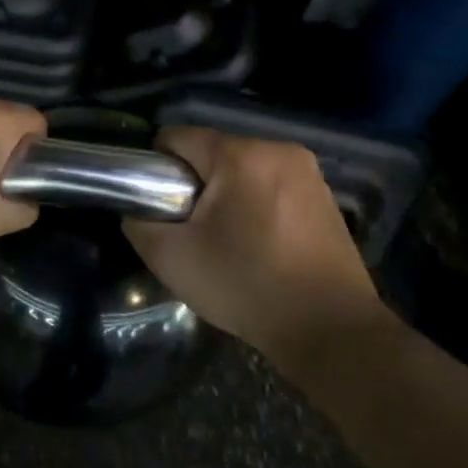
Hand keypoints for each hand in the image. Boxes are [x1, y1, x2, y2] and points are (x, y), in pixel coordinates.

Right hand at [123, 126, 393, 366]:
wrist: (331, 330)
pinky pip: (272, 186)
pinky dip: (256, 205)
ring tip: (225, 241)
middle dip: (194, 184)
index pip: (177, 137)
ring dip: (226, 195)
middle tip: (190, 230)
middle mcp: (278, 150)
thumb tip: (137, 210)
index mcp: (240, 155)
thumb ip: (140, 224)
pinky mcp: (326, 197)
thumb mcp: (172, 259)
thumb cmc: (247, 286)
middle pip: (212, 153)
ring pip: (243, 170)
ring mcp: (308, 173)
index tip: (157, 204)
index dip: (156, 167)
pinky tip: (258, 245)